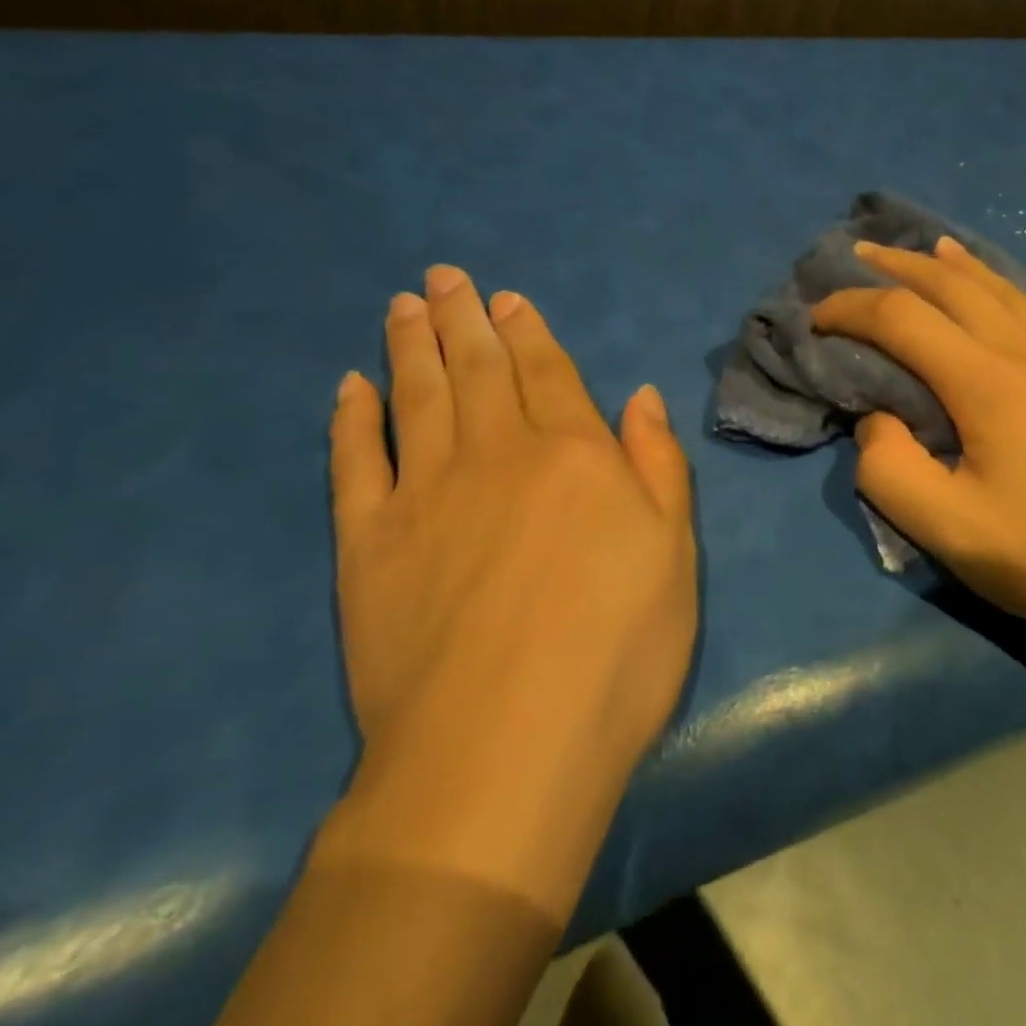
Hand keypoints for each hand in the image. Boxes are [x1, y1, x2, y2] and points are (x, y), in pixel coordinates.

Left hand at [320, 265, 695, 915]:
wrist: (504, 748)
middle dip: (463, 318)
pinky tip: (352, 386)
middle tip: (444, 277)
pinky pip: (357, 461)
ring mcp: (426, 493)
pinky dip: (354, 417)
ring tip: (403, 305)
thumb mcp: (674, 554)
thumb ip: (657, 466)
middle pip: (478, 369)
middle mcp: (498, 455)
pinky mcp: (368, 542)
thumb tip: (640, 396)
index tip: (506, 299)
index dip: (528, 332)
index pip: (548, 373)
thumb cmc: (616, 650)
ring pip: (419, 396)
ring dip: (411, 346)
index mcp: (575, 455)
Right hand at [812, 237, 1025, 683]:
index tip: (817, 317)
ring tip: (935, 247)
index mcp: (986, 383)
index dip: (851, 308)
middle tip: (863, 254)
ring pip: (1012, 293)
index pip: (901, 319)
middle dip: (900, 266)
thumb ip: (890, 470)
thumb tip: (878, 419)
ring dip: (965, 266)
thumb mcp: (950, 530)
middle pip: (955, 287)